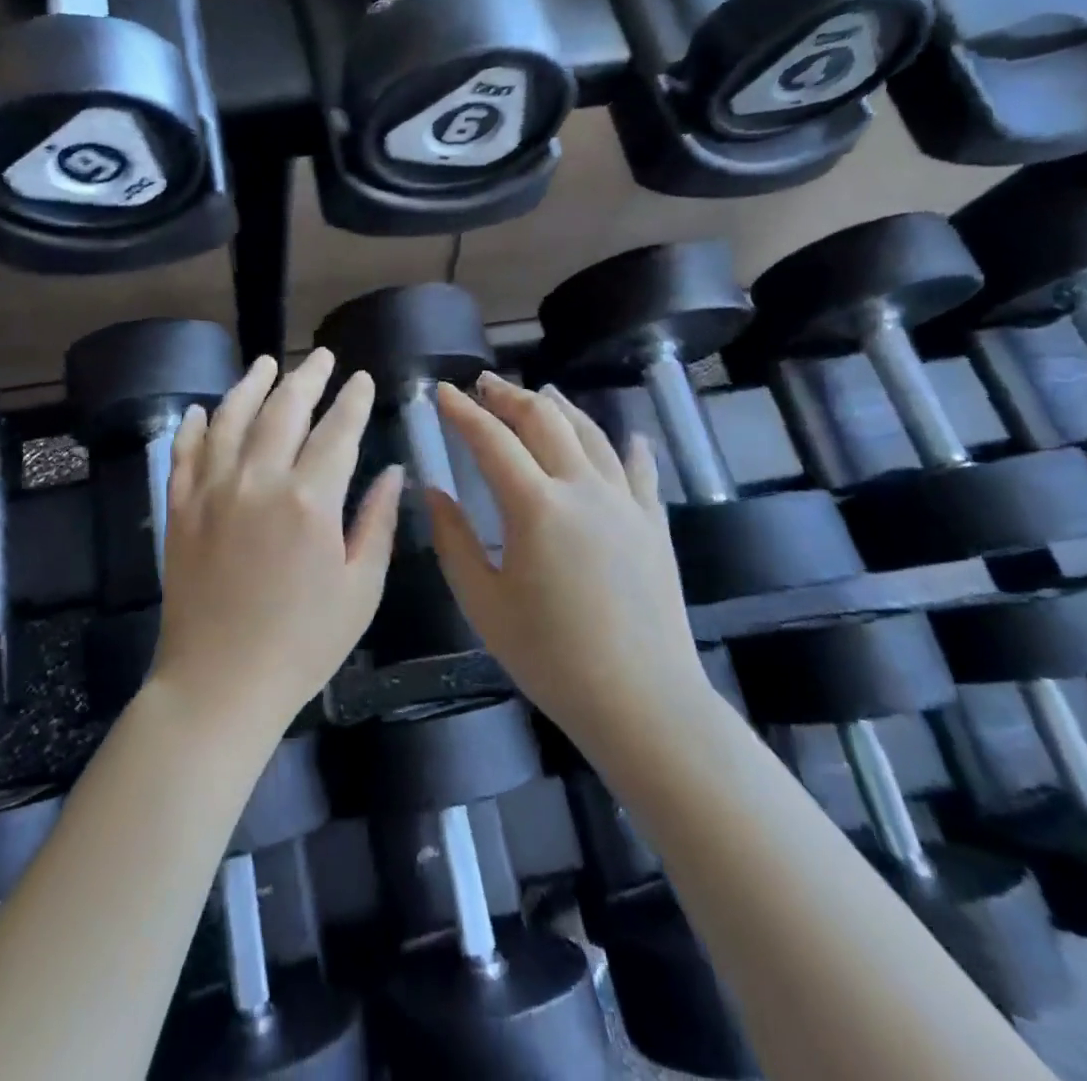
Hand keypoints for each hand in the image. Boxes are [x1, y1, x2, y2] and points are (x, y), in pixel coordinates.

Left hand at [153, 350, 403, 730]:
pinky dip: (193, 426)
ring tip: (266, 363)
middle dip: (307, 377)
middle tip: (322, 357)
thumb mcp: (360, 590)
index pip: (338, 431)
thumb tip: (393, 472)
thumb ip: (378, 523)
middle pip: (284, 410)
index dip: (353, 400)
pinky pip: (184, 453)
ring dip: (251, 385)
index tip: (362, 378)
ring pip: (231, 418)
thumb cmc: (303, 644)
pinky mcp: (180, 509)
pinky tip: (200, 409)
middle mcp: (258, 481)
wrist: (220, 683)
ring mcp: (212, 491)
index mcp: (310, 501)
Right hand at [427, 374, 712, 744]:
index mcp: (535, 506)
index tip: (441, 391)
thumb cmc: (550, 656)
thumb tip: (432, 490)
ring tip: (541, 392)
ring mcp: (625, 503)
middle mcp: (583, 489)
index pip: (491, 440)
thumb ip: (453, 539)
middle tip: (484, 384)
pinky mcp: (654, 525)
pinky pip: (639, 471)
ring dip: (561, 407)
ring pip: (591, 435)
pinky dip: (626, 446)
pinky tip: (626, 436)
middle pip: (544, 421)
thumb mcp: (482, 602)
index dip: (462, 411)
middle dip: (509, 396)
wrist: (642, 702)